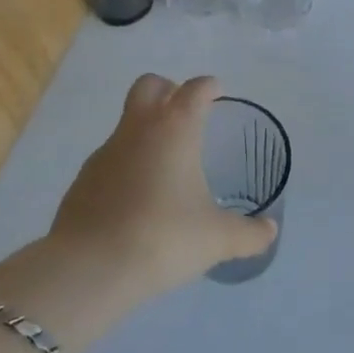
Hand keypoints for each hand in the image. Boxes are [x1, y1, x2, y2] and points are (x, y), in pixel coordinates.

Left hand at [46, 73, 276, 294]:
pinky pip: (111, 159)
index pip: (194, 89)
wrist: (90, 267)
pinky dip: (127, 165)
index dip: (208, 87)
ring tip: (166, 166)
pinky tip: (138, 198)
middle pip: (149, 86)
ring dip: (146, 131)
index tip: (217, 92)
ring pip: (127, 123)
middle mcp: (137, 129)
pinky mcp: (83, 180)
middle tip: (186, 112)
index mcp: (175, 129)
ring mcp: (105, 152)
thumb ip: (249, 234)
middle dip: (168, 89)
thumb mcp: (217, 239)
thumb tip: (270, 231)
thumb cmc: (163, 237)